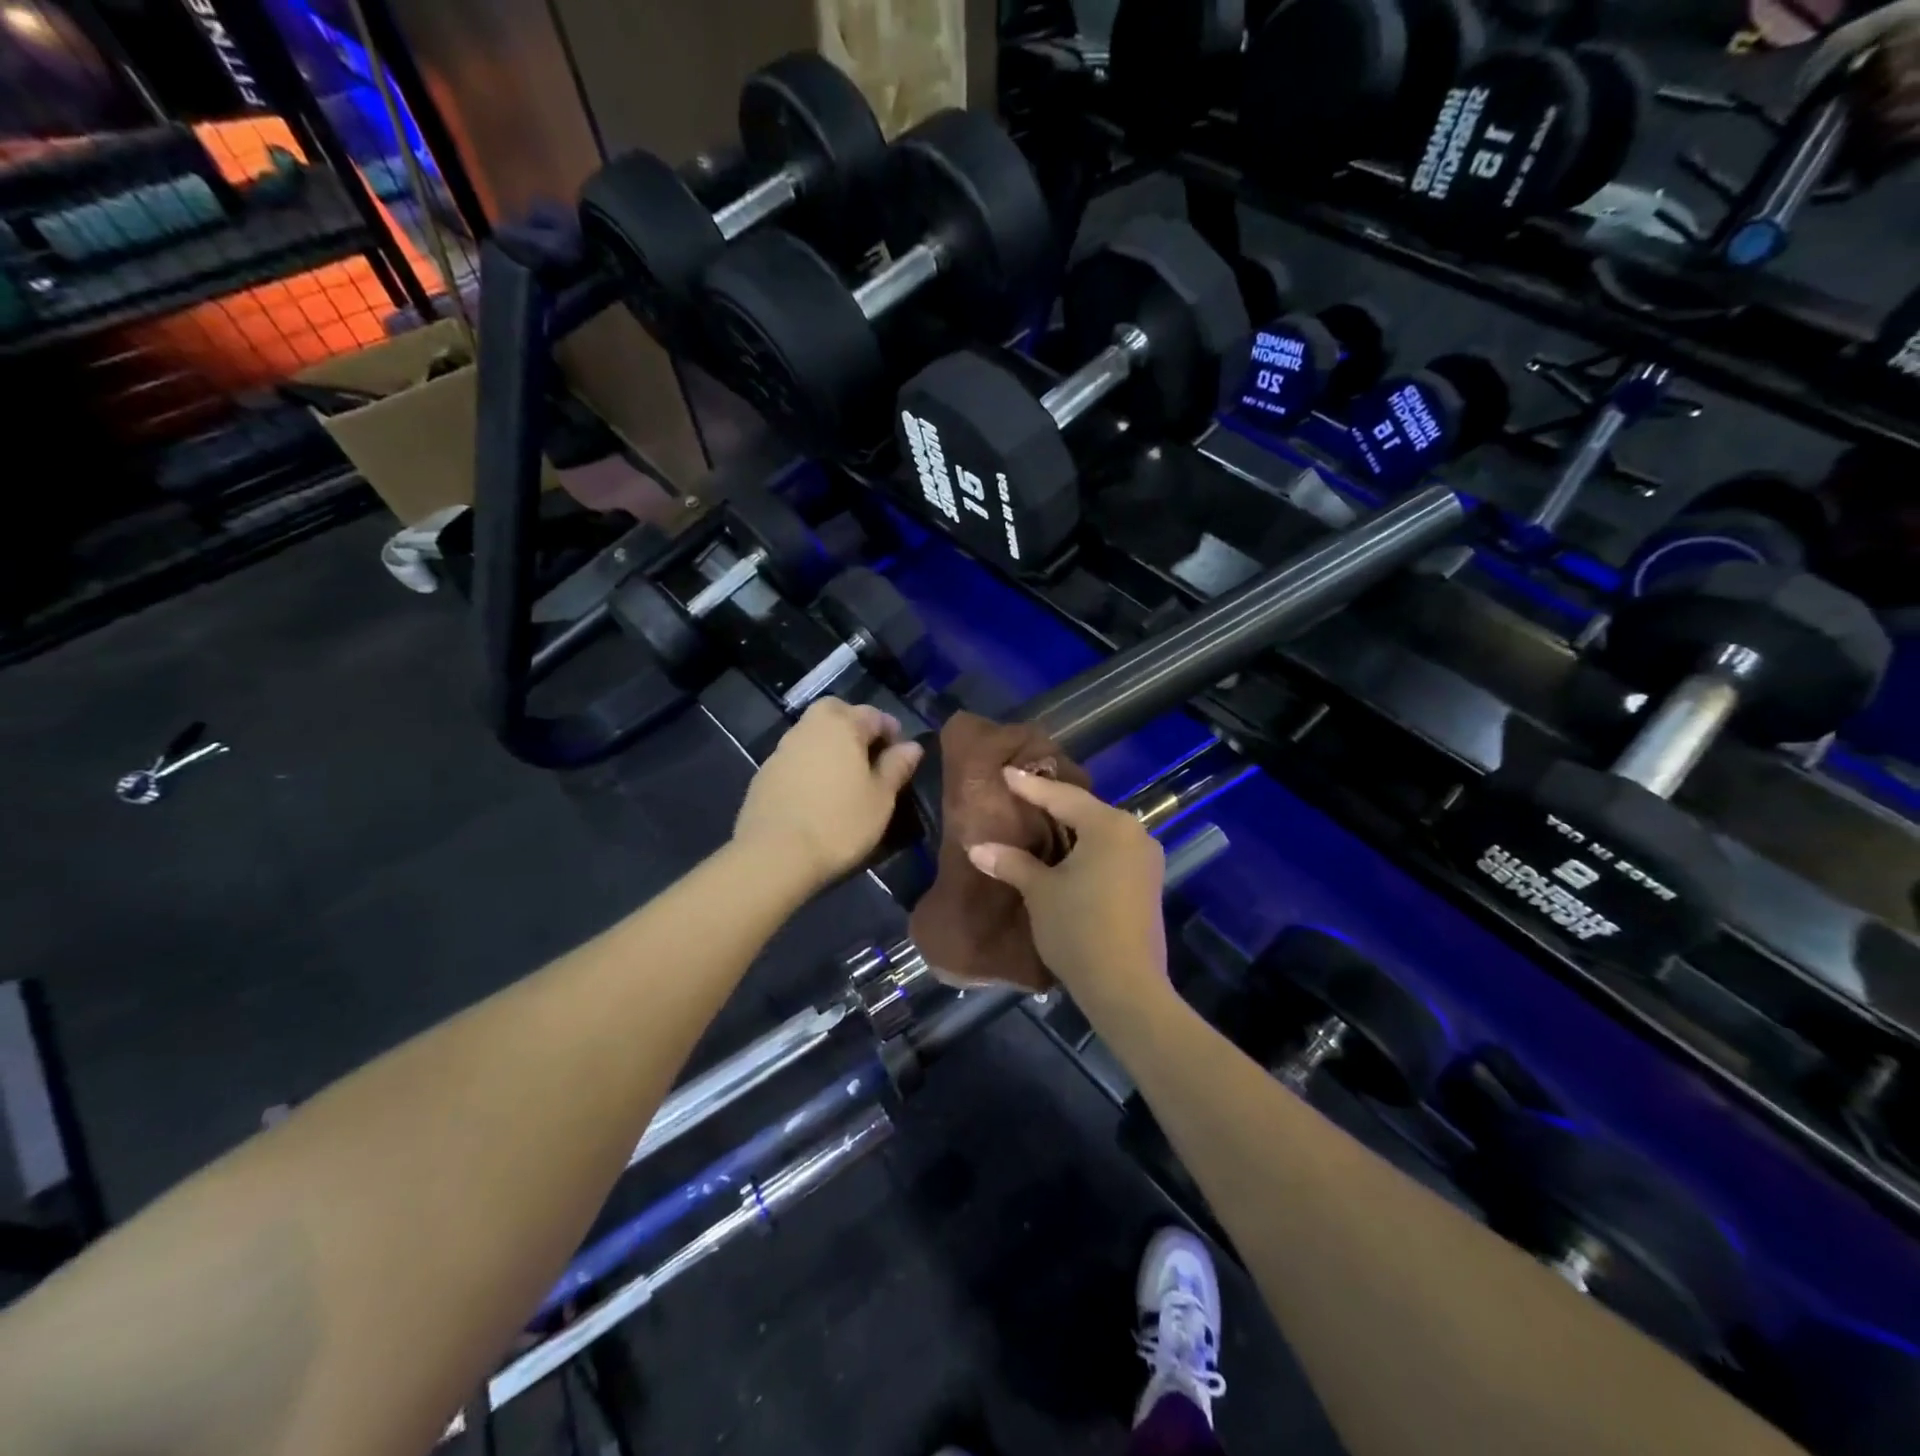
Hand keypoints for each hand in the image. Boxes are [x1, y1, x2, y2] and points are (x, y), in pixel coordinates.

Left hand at [733, 700, 923, 892]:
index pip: (873, 714)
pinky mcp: (763, 774)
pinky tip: (816, 793)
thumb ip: (896, 767)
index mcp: (842, 726)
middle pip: (835, 712)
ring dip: (829, 745)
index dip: (891, 730)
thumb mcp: (881, 799)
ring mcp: (782, 750)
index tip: (900, 754)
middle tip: (868, 754)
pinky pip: (795, 758)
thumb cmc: (839, 824)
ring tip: (844, 777)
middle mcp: (809, 728)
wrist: (775, 855)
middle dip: (854, 725)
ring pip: (811, 733)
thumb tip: (912, 746)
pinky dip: (809, 765)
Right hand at [966, 768, 1167, 1008]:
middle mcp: (1135, 834)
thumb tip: (977, 847)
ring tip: (1040, 824)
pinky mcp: (1149, 885)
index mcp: (1109, 825)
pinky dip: (1087, 850)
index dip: (1030, 786)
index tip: (1006, 772)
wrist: (1126, 987)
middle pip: (1086, 811)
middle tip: (1022, 795)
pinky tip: (1067, 856)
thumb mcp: (1039, 892)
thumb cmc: (1079, 929)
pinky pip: (1112, 854)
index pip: (1062, 797)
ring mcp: (1147, 860)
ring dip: (1071, 830)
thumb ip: (1011, 862)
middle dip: (1053, 805)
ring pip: (1101, 833)